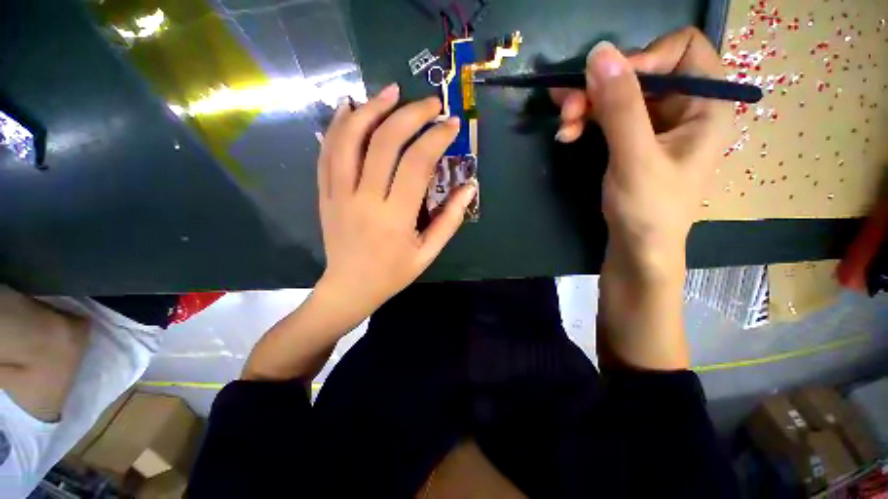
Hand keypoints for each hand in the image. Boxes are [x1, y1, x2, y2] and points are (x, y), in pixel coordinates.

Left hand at [316, 84, 476, 320]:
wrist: (350, 287)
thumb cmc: (393, 274)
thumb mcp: (428, 253)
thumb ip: (450, 220)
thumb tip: (470, 188)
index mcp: (395, 217)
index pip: (417, 164)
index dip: (436, 138)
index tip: (451, 125)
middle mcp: (364, 199)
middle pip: (385, 142)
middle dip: (410, 115)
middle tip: (429, 104)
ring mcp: (339, 194)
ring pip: (350, 139)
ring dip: (371, 109)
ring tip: (391, 92)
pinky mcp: (325, 193)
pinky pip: (327, 153)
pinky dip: (338, 126)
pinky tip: (349, 108)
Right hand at [552, 27, 731, 276]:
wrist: (638, 248)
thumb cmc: (648, 210)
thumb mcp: (635, 159)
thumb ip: (620, 107)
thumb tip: (598, 52)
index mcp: (705, 104)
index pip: (681, 48)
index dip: (643, 58)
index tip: (607, 85)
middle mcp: (684, 106)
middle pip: (641, 71)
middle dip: (601, 87)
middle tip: (568, 110)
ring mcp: (656, 123)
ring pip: (619, 93)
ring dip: (586, 105)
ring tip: (563, 126)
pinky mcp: (633, 138)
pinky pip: (608, 114)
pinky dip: (586, 119)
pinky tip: (567, 133)